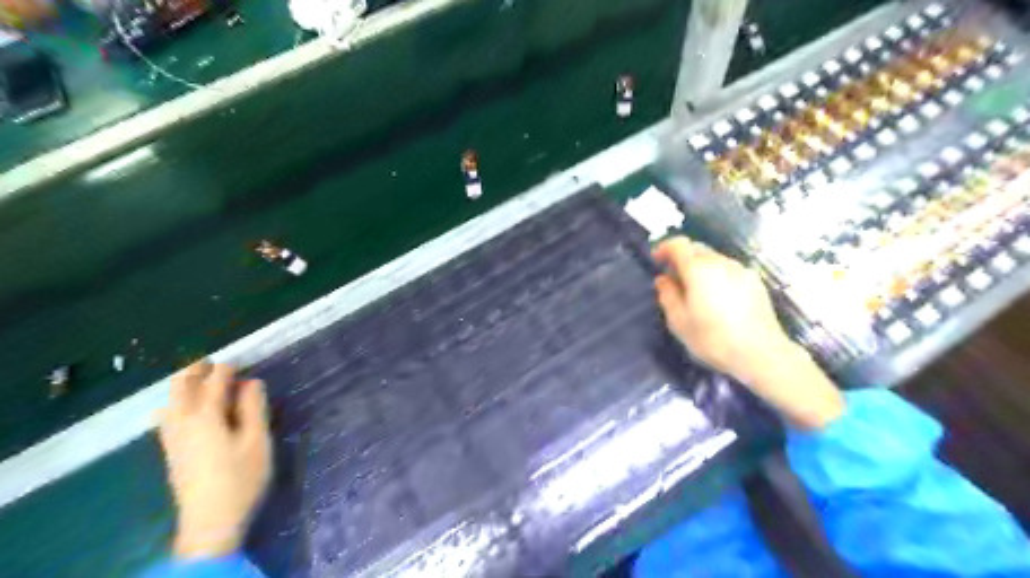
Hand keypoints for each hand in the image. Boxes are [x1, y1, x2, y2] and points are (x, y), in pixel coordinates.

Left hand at [157, 361, 271, 560]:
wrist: (210, 521)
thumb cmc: (242, 477)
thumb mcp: (257, 441)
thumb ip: (254, 408)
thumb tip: (252, 382)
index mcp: (206, 416)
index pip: (214, 382)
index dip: (227, 369)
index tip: (239, 360)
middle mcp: (183, 423)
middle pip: (180, 387)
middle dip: (195, 371)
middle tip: (212, 363)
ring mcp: (173, 439)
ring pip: (169, 402)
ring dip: (182, 386)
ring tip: (199, 382)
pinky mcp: (171, 452)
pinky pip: (167, 417)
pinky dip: (175, 403)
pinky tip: (185, 411)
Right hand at [651, 236, 844, 430]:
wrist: (760, 353)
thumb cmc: (713, 339)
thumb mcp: (679, 321)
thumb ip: (667, 295)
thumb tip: (663, 279)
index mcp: (698, 269)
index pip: (678, 244)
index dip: (664, 248)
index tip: (656, 261)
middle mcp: (720, 262)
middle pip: (697, 248)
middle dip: (681, 257)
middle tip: (673, 278)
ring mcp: (741, 270)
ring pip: (714, 258)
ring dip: (700, 267)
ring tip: (695, 290)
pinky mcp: (755, 281)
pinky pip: (729, 270)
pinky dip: (717, 275)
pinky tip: (717, 298)